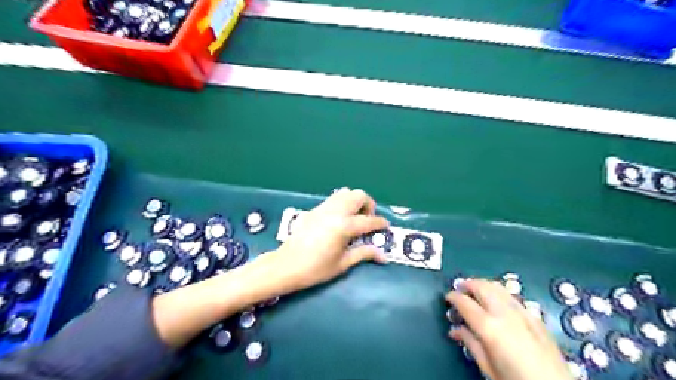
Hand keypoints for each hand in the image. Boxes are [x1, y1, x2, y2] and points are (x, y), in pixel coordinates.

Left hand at [264, 189, 390, 292]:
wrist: (286, 266)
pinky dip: (342, 203)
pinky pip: (333, 199)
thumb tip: (382, 256)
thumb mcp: (343, 263)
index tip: (386, 227)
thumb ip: (363, 254)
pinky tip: (339, 220)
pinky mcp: (314, 210)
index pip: (369, 220)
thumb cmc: (316, 269)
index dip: (380, 223)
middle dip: (368, 205)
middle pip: (358, 195)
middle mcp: (335, 211)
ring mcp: (323, 208)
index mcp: (344, 226)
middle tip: (368, 220)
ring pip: (345, 192)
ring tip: (354, 217)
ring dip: (354, 201)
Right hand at [448, 279, 572, 379]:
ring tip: (475, 290)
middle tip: (459, 288)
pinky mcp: (534, 317)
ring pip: (497, 286)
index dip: (453, 297)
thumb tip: (455, 329)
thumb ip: (470, 343)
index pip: (464, 302)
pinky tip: (497, 301)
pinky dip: (499, 293)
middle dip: (467, 284)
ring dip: (483, 284)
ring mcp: (522, 312)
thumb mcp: (487, 367)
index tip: (447, 297)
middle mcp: (504, 313)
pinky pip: (511, 296)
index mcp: (489, 327)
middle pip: (481, 286)